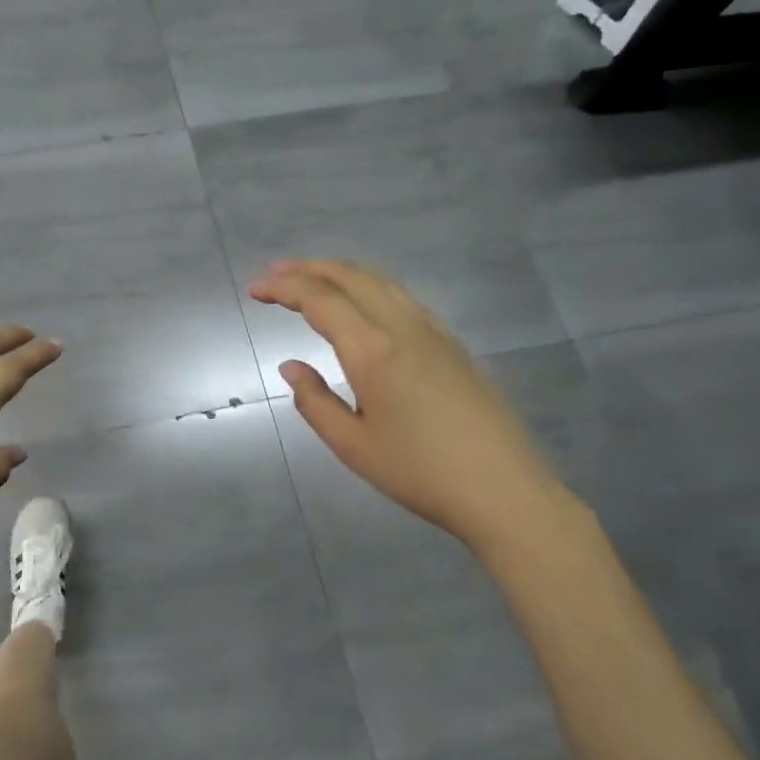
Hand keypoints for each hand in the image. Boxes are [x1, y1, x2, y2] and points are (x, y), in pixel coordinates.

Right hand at [248, 260, 569, 555]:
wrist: (504, 490)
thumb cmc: (419, 473)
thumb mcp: (352, 446)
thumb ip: (314, 401)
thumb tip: (291, 366)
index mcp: (372, 350)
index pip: (320, 300)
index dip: (283, 288)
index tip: (255, 289)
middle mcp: (403, 327)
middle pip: (352, 277)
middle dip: (309, 268)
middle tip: (275, 273)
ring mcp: (434, 332)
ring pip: (381, 282)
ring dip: (341, 273)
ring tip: (312, 279)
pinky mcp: (453, 345)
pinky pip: (403, 298)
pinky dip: (370, 288)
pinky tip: (362, 306)